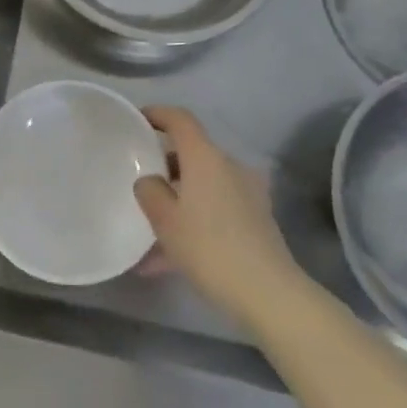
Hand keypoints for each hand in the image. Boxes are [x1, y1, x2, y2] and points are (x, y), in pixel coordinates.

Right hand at [135, 106, 297, 325]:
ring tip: (151, 231)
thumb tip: (150, 181)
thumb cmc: (209, 247)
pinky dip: (194, 222)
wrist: (268, 293)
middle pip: (192, 154)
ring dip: (178, 200)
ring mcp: (247, 193)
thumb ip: (149, 191)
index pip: (180, 119)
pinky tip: (170, 260)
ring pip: (203, 186)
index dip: (158, 114)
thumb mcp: (165, 220)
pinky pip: (216, 210)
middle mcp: (229, 166)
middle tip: (142, 182)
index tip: (138, 120)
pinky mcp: (257, 219)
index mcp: (205, 158)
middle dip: (165, 165)